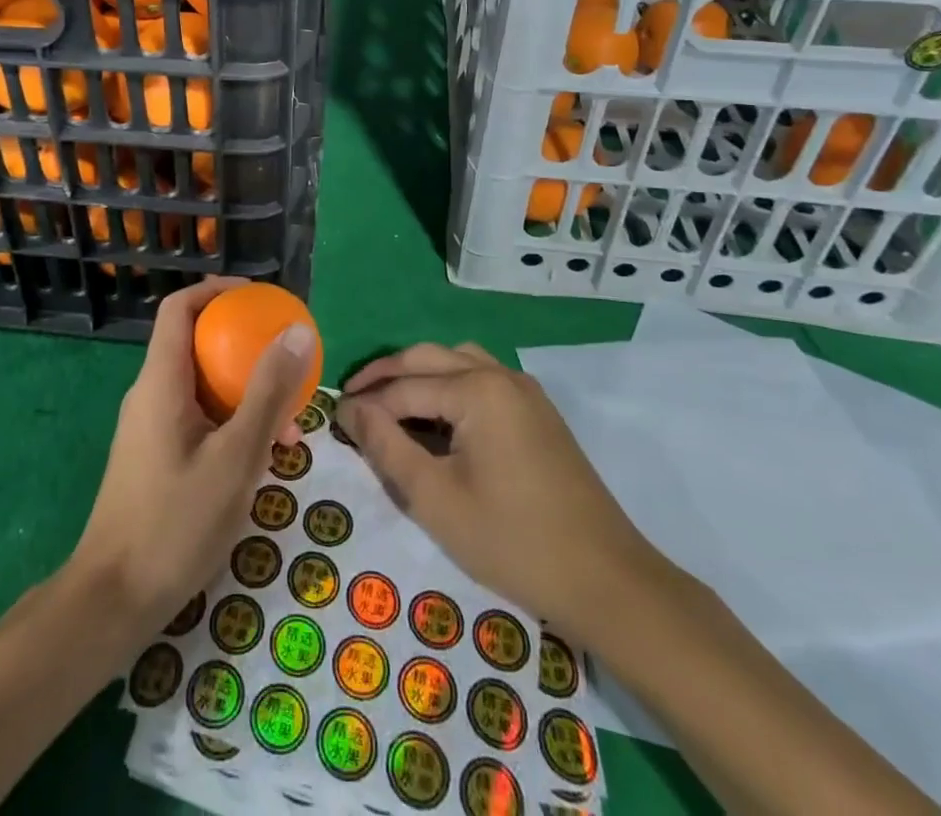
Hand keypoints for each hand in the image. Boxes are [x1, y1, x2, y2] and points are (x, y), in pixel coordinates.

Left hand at [70, 278, 315, 641]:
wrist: (114, 601)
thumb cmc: (176, 523)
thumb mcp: (237, 457)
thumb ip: (268, 393)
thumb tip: (296, 331)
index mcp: (161, 381)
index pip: (180, 307)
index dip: (218, 291)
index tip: (260, 298)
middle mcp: (151, 393)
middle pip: (196, 343)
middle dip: (244, 346)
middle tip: (288, 361)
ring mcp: (150, 426)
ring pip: (201, 385)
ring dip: (245, 392)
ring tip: (290, 426)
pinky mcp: (155, 455)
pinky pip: (197, 417)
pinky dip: (231, 421)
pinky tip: (262, 458)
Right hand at [336, 343, 658, 640]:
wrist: (608, 581)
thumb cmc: (513, 542)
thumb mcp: (436, 500)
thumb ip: (387, 447)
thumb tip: (349, 410)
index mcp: (476, 390)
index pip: (404, 387)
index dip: (365, 404)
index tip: (332, 417)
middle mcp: (500, 375)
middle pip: (427, 358)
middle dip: (386, 375)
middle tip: (351, 399)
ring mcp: (524, 390)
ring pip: (456, 361)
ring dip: (418, 374)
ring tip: (389, 403)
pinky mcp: (537, 411)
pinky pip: (481, 378)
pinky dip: (448, 385)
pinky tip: (436, 416)